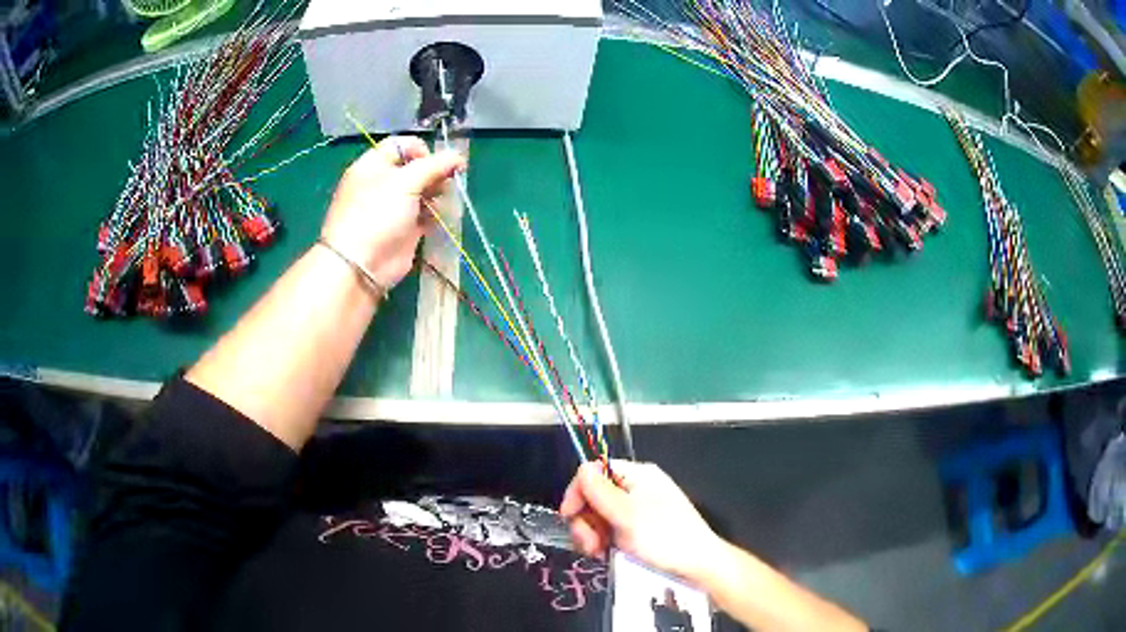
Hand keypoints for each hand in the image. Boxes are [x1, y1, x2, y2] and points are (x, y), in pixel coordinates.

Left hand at [321, 136, 465, 290]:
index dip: (421, 150)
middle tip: (444, 183)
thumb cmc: (377, 214)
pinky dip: (434, 213)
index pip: (401, 145)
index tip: (436, 163)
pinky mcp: (405, 228)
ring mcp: (393, 207)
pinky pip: (425, 214)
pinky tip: (438, 217)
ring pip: (423, 191)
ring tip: (440, 202)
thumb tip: (459, 157)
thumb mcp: (405, 182)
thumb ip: (434, 166)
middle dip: (433, 173)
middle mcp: (382, 183)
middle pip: (415, 168)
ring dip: (436, 193)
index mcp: (373, 165)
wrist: (362, 265)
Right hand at [559, 461, 726, 584]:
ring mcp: (638, 511)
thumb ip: (599, 491)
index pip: (594, 471)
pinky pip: (610, 531)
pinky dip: (604, 543)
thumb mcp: (627, 514)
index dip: (578, 491)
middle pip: (593, 496)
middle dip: (585, 520)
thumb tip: (581, 470)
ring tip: (600, 552)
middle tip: (591, 543)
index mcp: (637, 475)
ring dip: (592, 535)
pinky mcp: (639, 531)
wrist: (698, 565)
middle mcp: (636, 489)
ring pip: (599, 517)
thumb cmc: (664, 537)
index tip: (569, 515)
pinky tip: (607, 555)